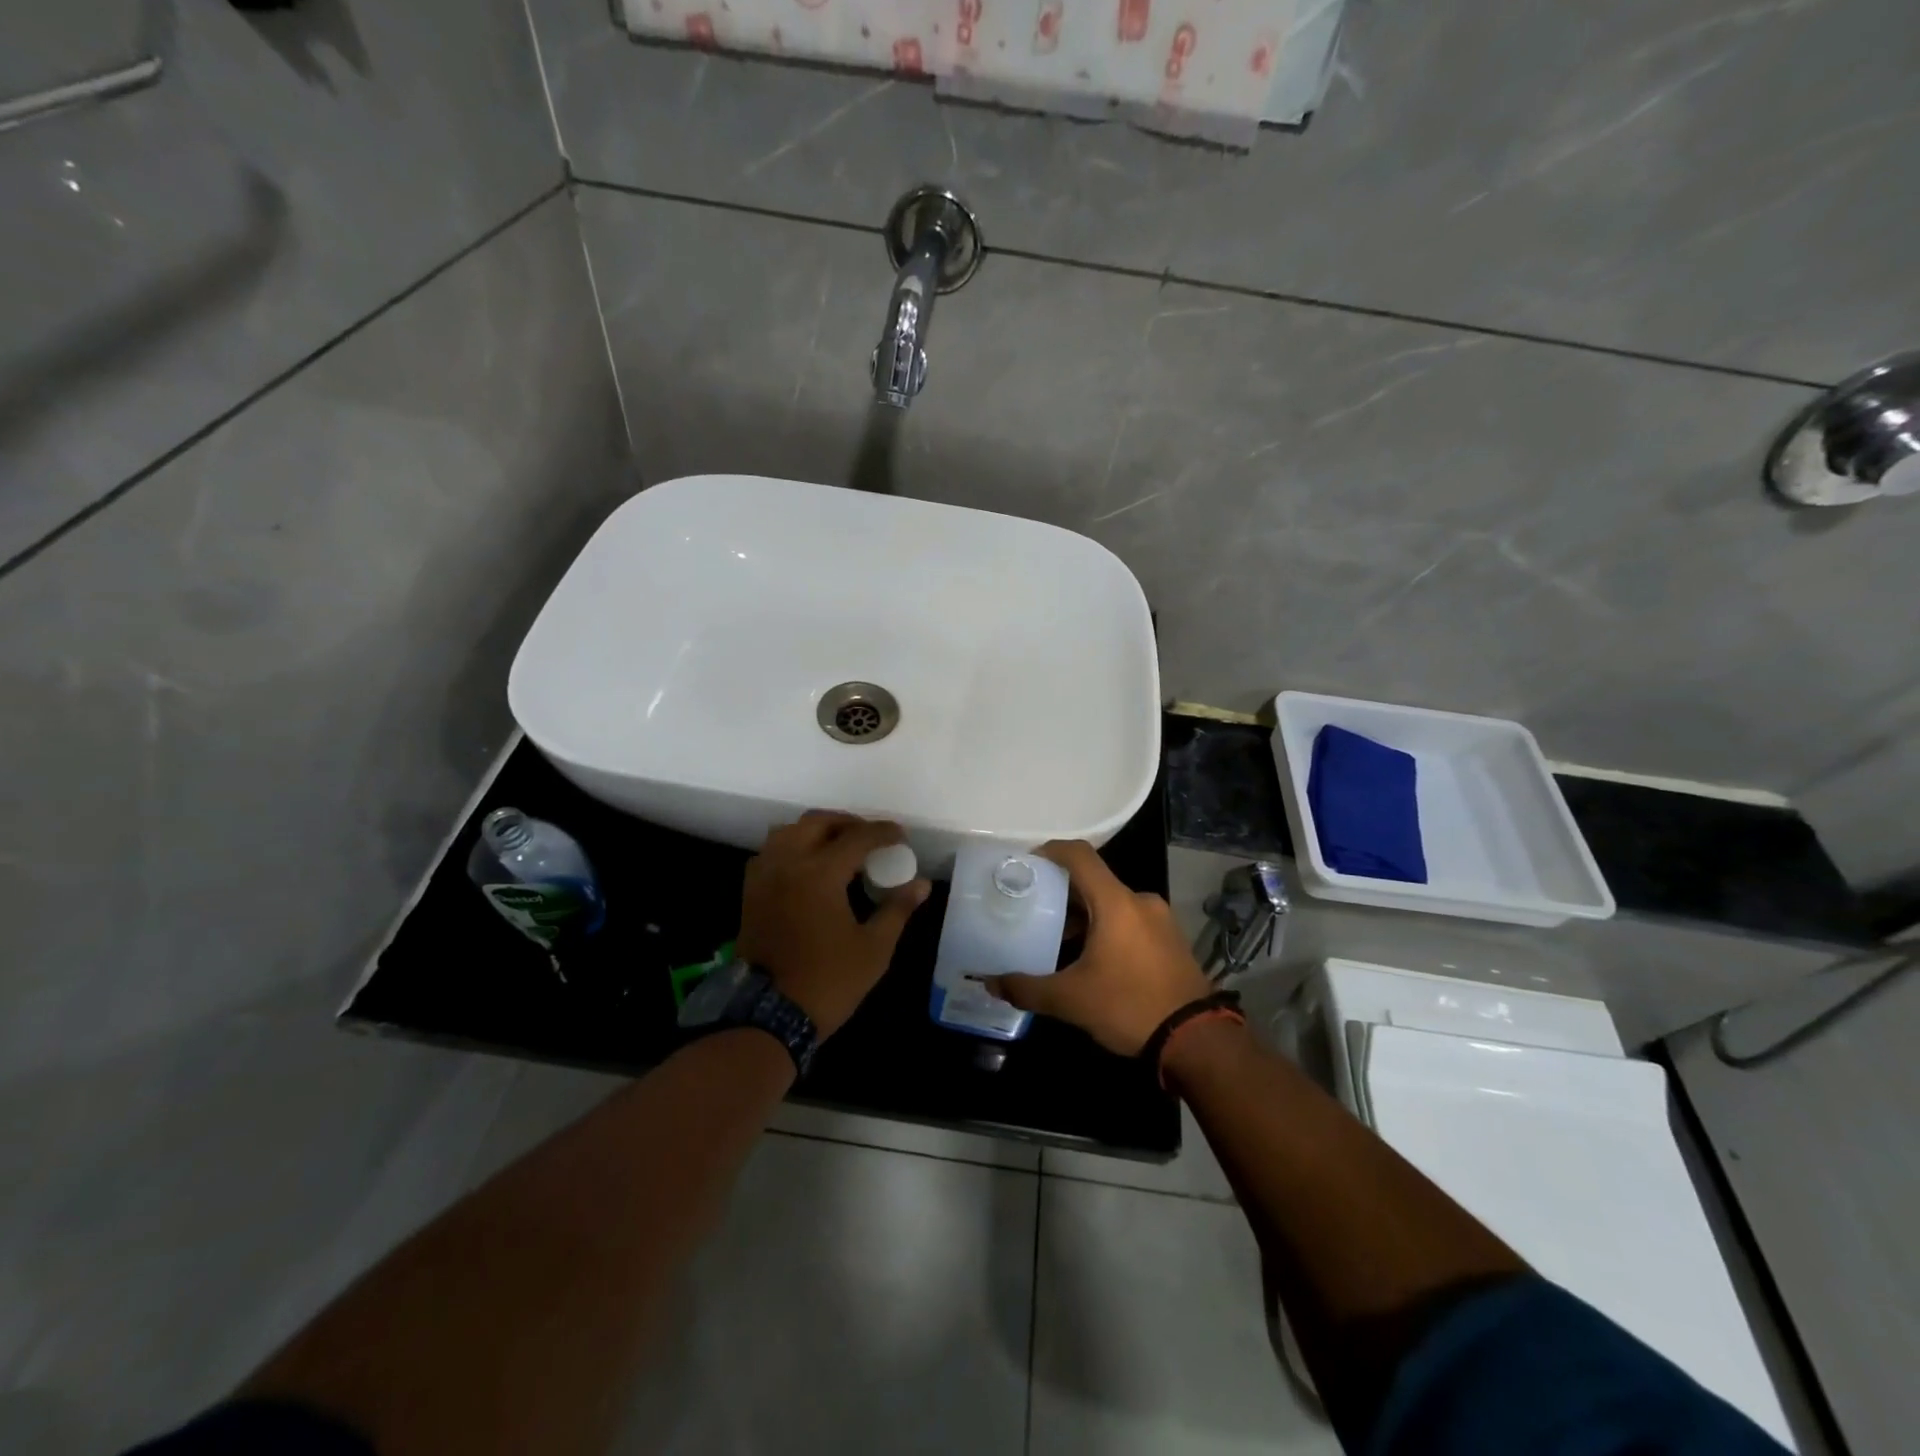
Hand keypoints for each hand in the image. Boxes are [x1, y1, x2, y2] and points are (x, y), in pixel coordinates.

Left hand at [738, 812, 931, 1036]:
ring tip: (840, 847)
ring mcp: (764, 876)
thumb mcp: (874, 948)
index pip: (857, 837)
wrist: (769, 1014)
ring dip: (817, 831)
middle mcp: (788, 863)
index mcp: (819, 873)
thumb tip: (921, 884)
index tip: (901, 837)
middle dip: (848, 824)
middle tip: (871, 839)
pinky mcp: (751, 892)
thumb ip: (897, 909)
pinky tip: (809, 866)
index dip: (883, 832)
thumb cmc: (828, 981)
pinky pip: (772, 852)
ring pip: (789, 832)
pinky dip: (793, 846)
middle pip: (818, 823)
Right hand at [983, 840, 1212, 1055]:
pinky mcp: (1171, 939)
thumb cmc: (1129, 1006)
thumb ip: (1027, 988)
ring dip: (1085, 916)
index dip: (1050, 851)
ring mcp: (1160, 919)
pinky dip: (1107, 929)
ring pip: (1112, 904)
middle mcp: (1140, 901)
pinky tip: (1093, 959)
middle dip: (1062, 893)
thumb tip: (991, 982)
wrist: (1197, 1040)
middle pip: (1093, 882)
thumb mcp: (1071, 1000)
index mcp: (1116, 902)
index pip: (1079, 855)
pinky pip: (1130, 921)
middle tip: (1034, 910)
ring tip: (1059, 941)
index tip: (1027, 864)